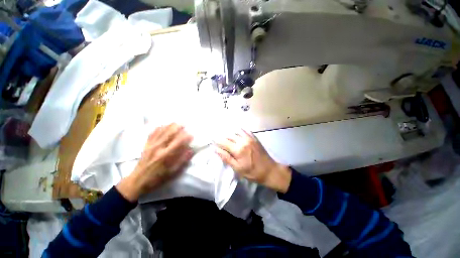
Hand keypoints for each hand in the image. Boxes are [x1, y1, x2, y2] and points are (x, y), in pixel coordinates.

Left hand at [117, 123, 193, 201]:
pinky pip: (152, 134)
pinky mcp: (146, 145)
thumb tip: (191, 150)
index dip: (185, 137)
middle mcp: (158, 148)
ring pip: (161, 132)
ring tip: (176, 122)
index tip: (191, 135)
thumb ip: (182, 160)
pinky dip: (158, 128)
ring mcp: (151, 145)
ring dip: (169, 126)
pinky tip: (162, 125)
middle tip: (184, 123)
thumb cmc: (158, 178)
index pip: (178, 142)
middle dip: (177, 127)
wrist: (138, 180)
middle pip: (169, 134)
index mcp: (166, 155)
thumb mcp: (172, 172)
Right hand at [215, 129, 291, 192]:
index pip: (223, 142)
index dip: (216, 141)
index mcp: (238, 150)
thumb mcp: (237, 168)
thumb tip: (216, 150)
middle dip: (222, 136)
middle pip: (229, 136)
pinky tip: (236, 130)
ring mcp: (249, 138)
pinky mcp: (254, 138)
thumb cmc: (252, 172)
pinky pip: (245, 130)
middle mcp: (243, 141)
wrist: (269, 170)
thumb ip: (226, 158)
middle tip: (217, 137)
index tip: (211, 140)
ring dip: (229, 132)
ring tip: (224, 133)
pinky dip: (239, 130)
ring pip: (236, 132)